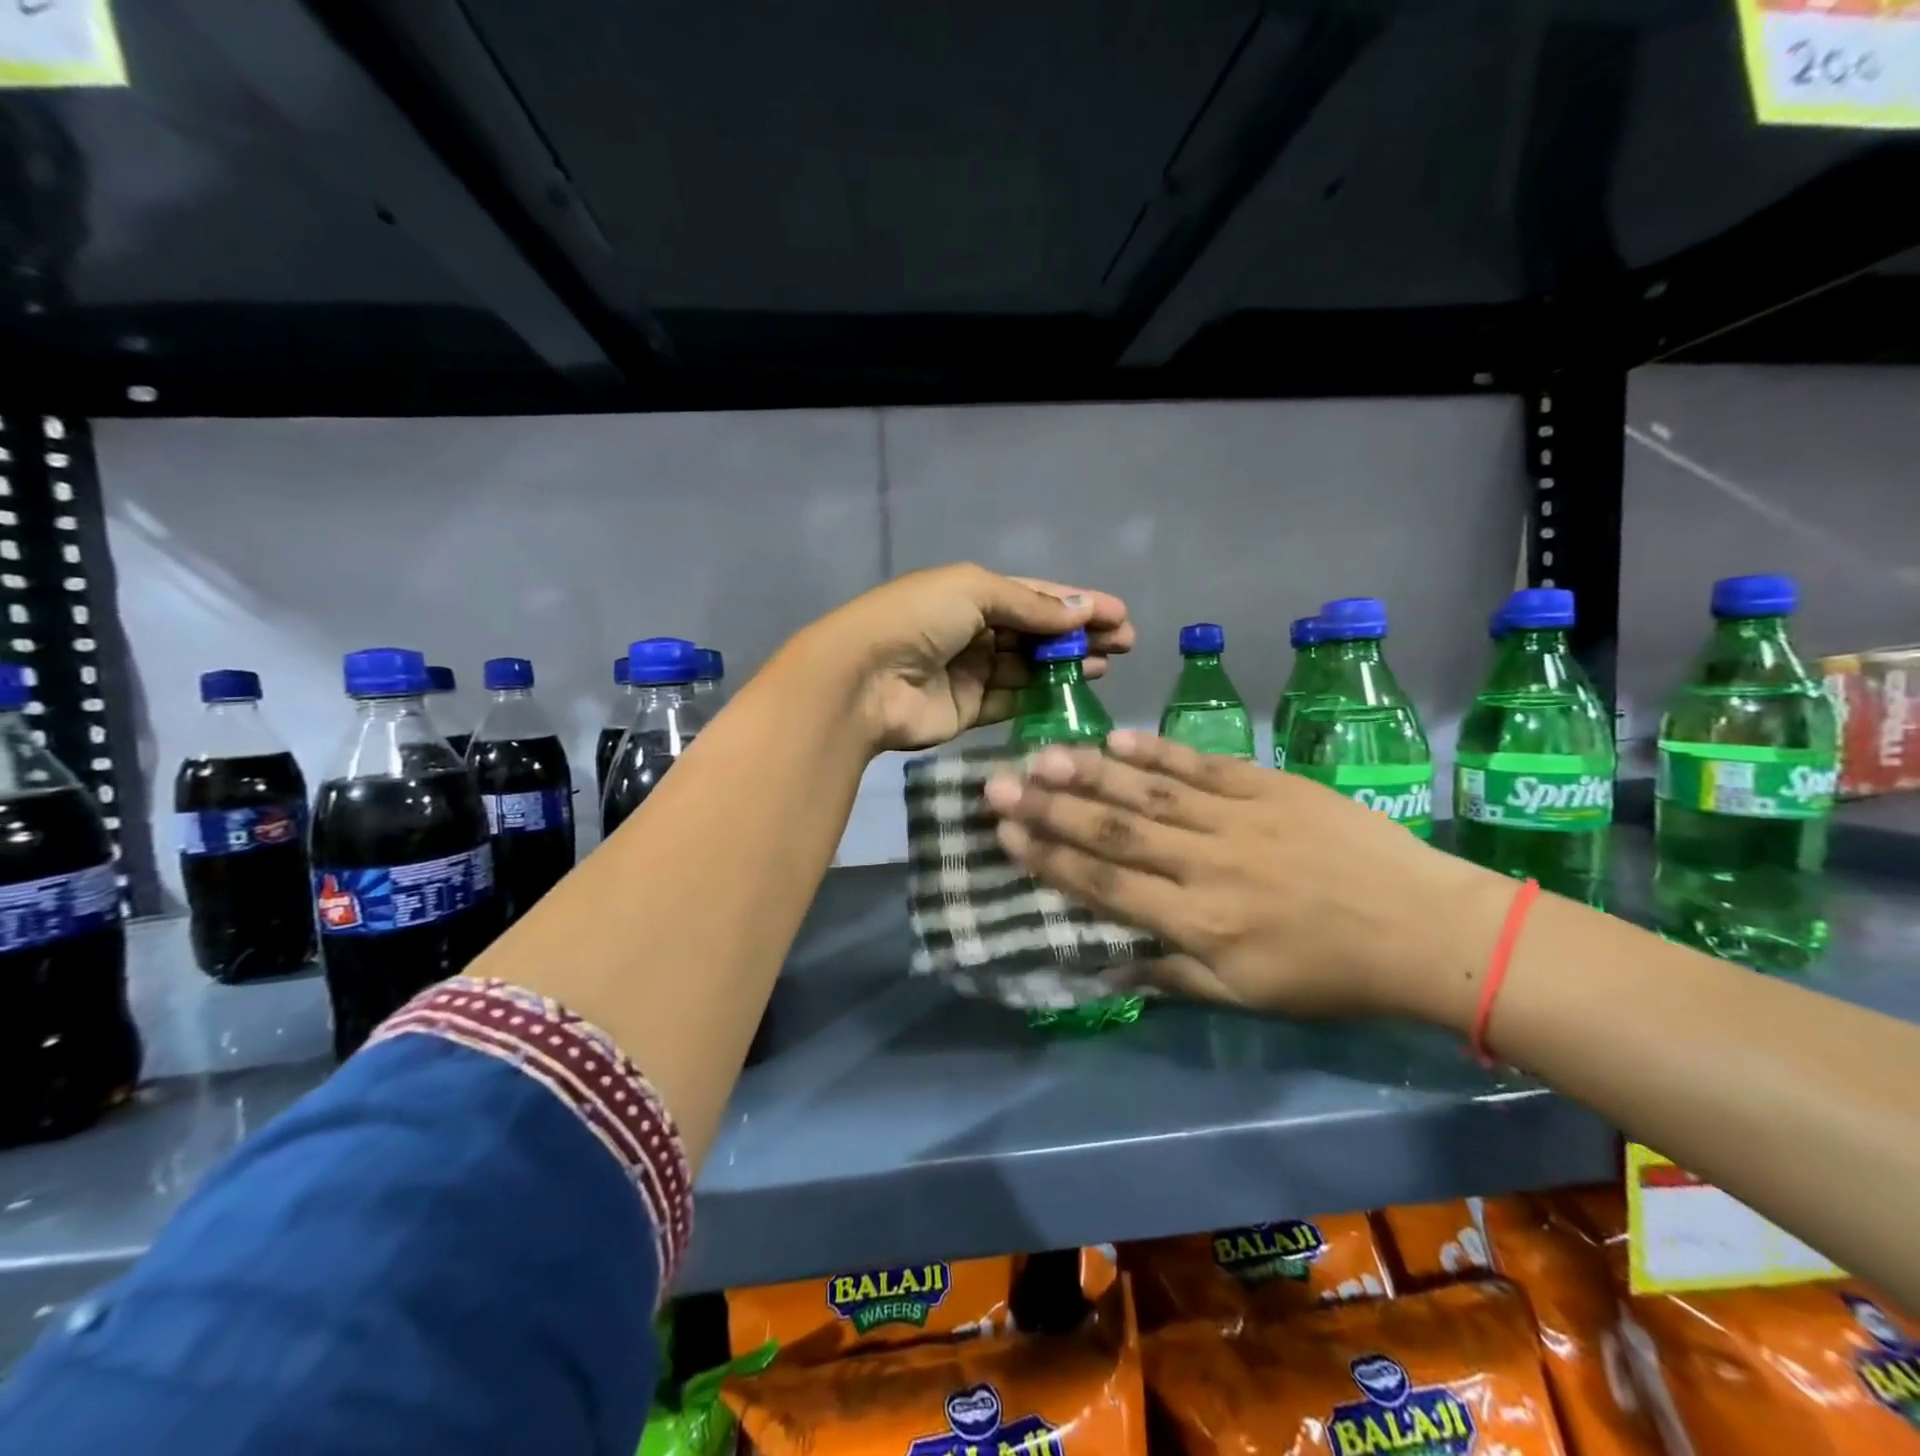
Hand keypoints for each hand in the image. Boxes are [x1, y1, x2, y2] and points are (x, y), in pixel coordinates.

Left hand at [815, 563, 1133, 751]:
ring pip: (1029, 667)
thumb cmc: (918, 620)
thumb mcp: (975, 592)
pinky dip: (1042, 697)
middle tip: (1126, 644)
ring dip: (1067, 665)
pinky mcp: (968, 710)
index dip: (1077, 603)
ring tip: (1108, 666)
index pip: (1035, 596)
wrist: (864, 680)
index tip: (1120, 614)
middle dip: (1080, 635)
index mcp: (971, 592)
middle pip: (1036, 632)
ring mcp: (970, 672)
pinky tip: (1076, 694)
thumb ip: (1030, 604)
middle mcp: (973, 630)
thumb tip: (1082, 610)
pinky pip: (1013, 701)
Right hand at [983, 731, 1513, 1025]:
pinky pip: (1201, 765)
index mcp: (1198, 923)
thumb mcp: (1247, 997)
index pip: (1105, 886)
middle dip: (1049, 808)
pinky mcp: (1269, 787)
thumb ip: (1172, 976)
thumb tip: (1106, 968)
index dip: (1049, 860)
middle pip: (1113, 832)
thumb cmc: (1332, 975)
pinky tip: (1118, 739)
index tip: (1006, 835)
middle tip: (997, 785)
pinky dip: (1157, 753)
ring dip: (1090, 774)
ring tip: (1042, 755)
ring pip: (1149, 793)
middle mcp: (1205, 865)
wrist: (1428, 930)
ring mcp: (1238, 819)